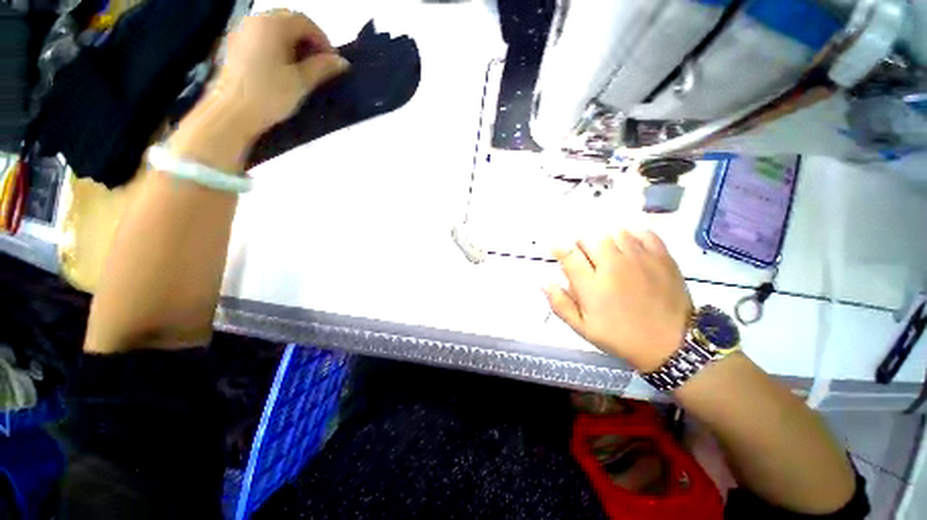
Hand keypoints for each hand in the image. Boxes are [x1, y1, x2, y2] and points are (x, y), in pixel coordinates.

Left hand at [210, 10, 349, 138]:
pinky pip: (261, 39)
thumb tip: (342, 62)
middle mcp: (255, 21)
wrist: (232, 113)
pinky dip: (277, 48)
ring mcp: (241, 32)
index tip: (333, 63)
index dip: (323, 41)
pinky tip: (283, 70)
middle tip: (320, 66)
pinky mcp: (234, 46)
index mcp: (272, 25)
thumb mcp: (301, 82)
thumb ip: (322, 68)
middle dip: (308, 41)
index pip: (305, 22)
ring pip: (275, 30)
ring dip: (293, 45)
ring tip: (303, 70)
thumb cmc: (269, 95)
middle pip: (289, 22)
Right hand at [544, 231, 692, 371]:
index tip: (555, 249)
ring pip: (613, 232)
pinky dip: (631, 235)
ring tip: (606, 253)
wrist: (671, 344)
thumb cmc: (621, 337)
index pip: (568, 254)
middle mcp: (613, 265)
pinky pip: (642, 232)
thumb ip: (560, 304)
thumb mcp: (583, 328)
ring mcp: (639, 258)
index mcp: (592, 285)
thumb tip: (545, 282)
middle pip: (588, 238)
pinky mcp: (661, 256)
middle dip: (580, 245)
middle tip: (583, 258)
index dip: (558, 248)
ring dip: (603, 240)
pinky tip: (629, 247)